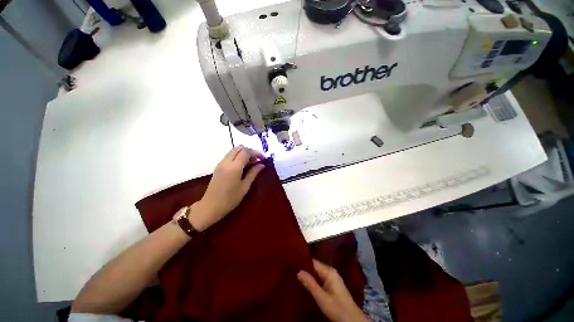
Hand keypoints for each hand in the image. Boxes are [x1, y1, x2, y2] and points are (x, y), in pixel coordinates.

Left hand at [189, 146, 265, 230]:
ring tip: (252, 163)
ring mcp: (221, 163)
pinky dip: (238, 157)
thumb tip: (262, 165)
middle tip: (257, 160)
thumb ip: (253, 173)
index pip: (246, 152)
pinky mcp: (218, 166)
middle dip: (250, 151)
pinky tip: (243, 166)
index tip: (263, 158)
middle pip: (239, 148)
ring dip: (244, 153)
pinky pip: (230, 156)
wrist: (210, 206)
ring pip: (234, 151)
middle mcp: (226, 162)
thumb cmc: (230, 199)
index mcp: (234, 167)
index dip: (256, 153)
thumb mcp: (245, 186)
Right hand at [298, 259, 369, 321]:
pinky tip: (305, 283)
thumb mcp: (322, 297)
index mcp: (329, 271)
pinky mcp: (332, 285)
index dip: (303, 262)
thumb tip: (298, 271)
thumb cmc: (337, 308)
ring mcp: (332, 278)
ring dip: (308, 275)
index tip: (292, 263)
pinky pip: (320, 278)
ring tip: (295, 275)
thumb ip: (310, 284)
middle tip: (292, 270)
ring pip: (317, 273)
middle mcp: (330, 271)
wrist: (352, 320)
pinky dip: (313, 280)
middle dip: (305, 269)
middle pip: (315, 267)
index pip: (313, 262)